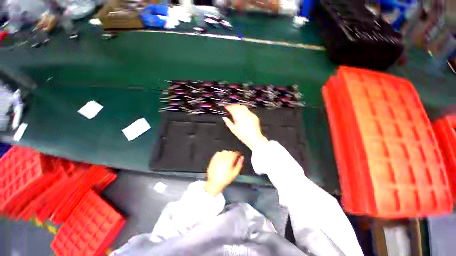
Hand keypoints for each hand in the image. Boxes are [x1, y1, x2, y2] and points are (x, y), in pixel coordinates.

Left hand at [205, 151, 243, 195]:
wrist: (214, 183)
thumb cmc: (225, 179)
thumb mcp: (235, 173)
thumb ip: (239, 164)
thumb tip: (242, 157)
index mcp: (229, 159)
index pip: (235, 153)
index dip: (238, 154)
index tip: (239, 156)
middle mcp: (223, 156)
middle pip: (230, 152)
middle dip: (233, 154)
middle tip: (234, 160)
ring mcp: (217, 157)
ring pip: (224, 152)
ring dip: (227, 154)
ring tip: (228, 160)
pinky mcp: (213, 158)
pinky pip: (219, 153)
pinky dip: (221, 154)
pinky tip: (222, 159)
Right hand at [223, 104, 267, 150]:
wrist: (254, 138)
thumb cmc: (243, 135)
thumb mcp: (233, 129)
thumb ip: (228, 122)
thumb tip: (224, 118)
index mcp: (238, 116)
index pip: (232, 108)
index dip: (228, 107)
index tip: (226, 107)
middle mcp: (244, 114)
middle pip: (237, 106)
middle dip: (233, 105)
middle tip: (230, 107)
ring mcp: (250, 114)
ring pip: (243, 107)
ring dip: (238, 107)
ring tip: (235, 109)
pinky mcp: (254, 116)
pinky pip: (248, 111)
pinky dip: (244, 110)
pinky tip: (242, 114)